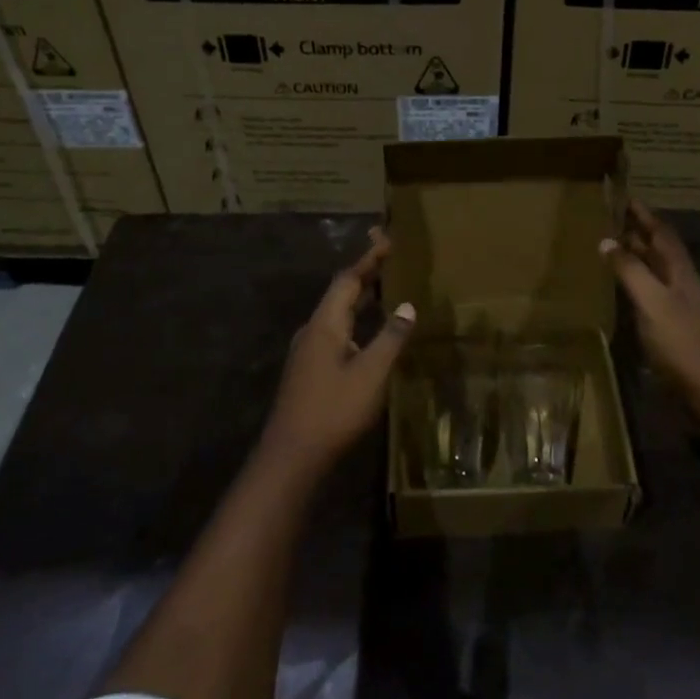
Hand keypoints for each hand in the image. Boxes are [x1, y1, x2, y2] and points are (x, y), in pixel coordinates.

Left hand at [260, 230, 414, 473]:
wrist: (291, 456)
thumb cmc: (333, 410)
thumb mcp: (371, 374)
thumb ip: (390, 338)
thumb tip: (407, 305)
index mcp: (325, 325)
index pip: (347, 280)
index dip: (368, 261)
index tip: (387, 242)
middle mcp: (312, 331)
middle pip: (339, 294)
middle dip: (364, 276)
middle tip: (388, 260)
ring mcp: (307, 351)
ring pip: (336, 314)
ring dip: (358, 299)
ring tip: (383, 290)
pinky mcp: (308, 370)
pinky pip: (334, 331)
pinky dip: (354, 320)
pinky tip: (367, 332)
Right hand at [601, 202, 699, 402]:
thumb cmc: (683, 342)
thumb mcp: (652, 302)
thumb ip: (630, 271)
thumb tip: (607, 240)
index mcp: (681, 271)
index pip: (661, 232)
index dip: (644, 214)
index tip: (625, 197)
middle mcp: (685, 282)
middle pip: (661, 250)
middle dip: (638, 232)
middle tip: (612, 220)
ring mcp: (684, 306)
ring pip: (658, 271)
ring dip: (638, 257)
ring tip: (614, 248)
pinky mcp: (679, 327)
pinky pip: (656, 292)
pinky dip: (639, 282)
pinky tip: (627, 291)